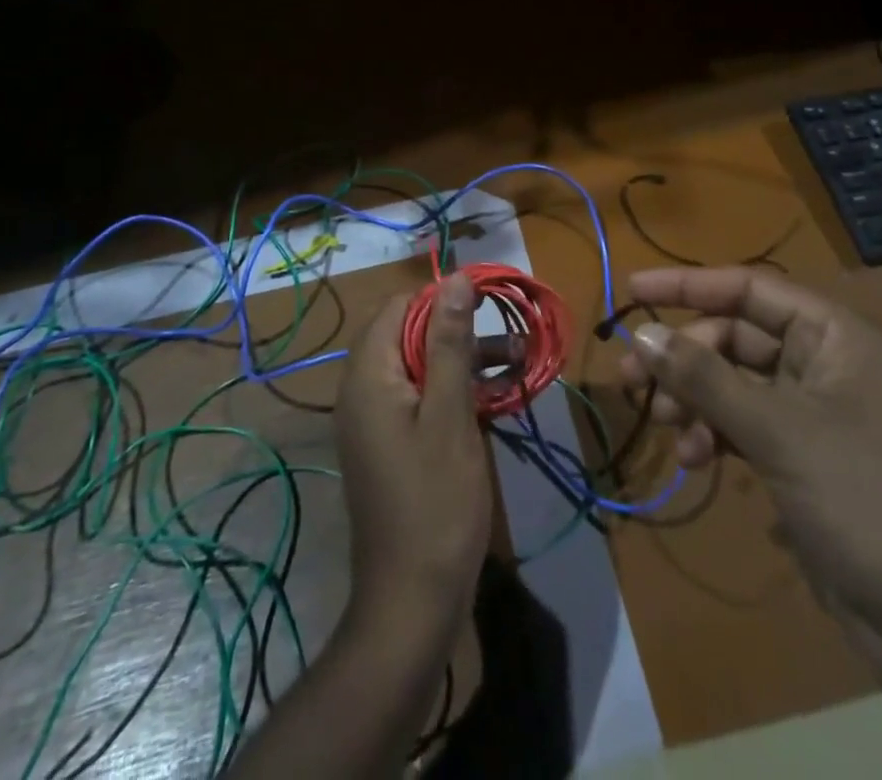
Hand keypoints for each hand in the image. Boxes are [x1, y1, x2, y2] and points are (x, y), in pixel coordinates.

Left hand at [336, 273, 492, 634]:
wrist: (412, 602)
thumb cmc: (435, 503)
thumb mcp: (450, 415)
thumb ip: (450, 342)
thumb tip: (456, 278)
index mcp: (369, 375)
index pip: (399, 307)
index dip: (442, 300)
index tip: (486, 306)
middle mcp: (363, 390)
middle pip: (410, 335)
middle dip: (460, 331)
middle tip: (509, 338)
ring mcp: (376, 420)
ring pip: (421, 367)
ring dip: (464, 360)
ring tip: (518, 362)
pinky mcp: (391, 444)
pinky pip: (421, 398)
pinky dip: (454, 391)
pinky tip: (496, 398)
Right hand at [618, 267, 881, 638]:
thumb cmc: (870, 500)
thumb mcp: (781, 431)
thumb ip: (706, 378)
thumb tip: (641, 332)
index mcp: (833, 337)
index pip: (749, 288)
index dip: (688, 285)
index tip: (632, 290)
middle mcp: (823, 366)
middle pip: (734, 338)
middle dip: (684, 357)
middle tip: (632, 379)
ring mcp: (814, 417)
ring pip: (734, 386)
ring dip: (694, 401)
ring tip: (664, 427)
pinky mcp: (804, 463)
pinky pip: (744, 429)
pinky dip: (714, 437)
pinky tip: (694, 462)